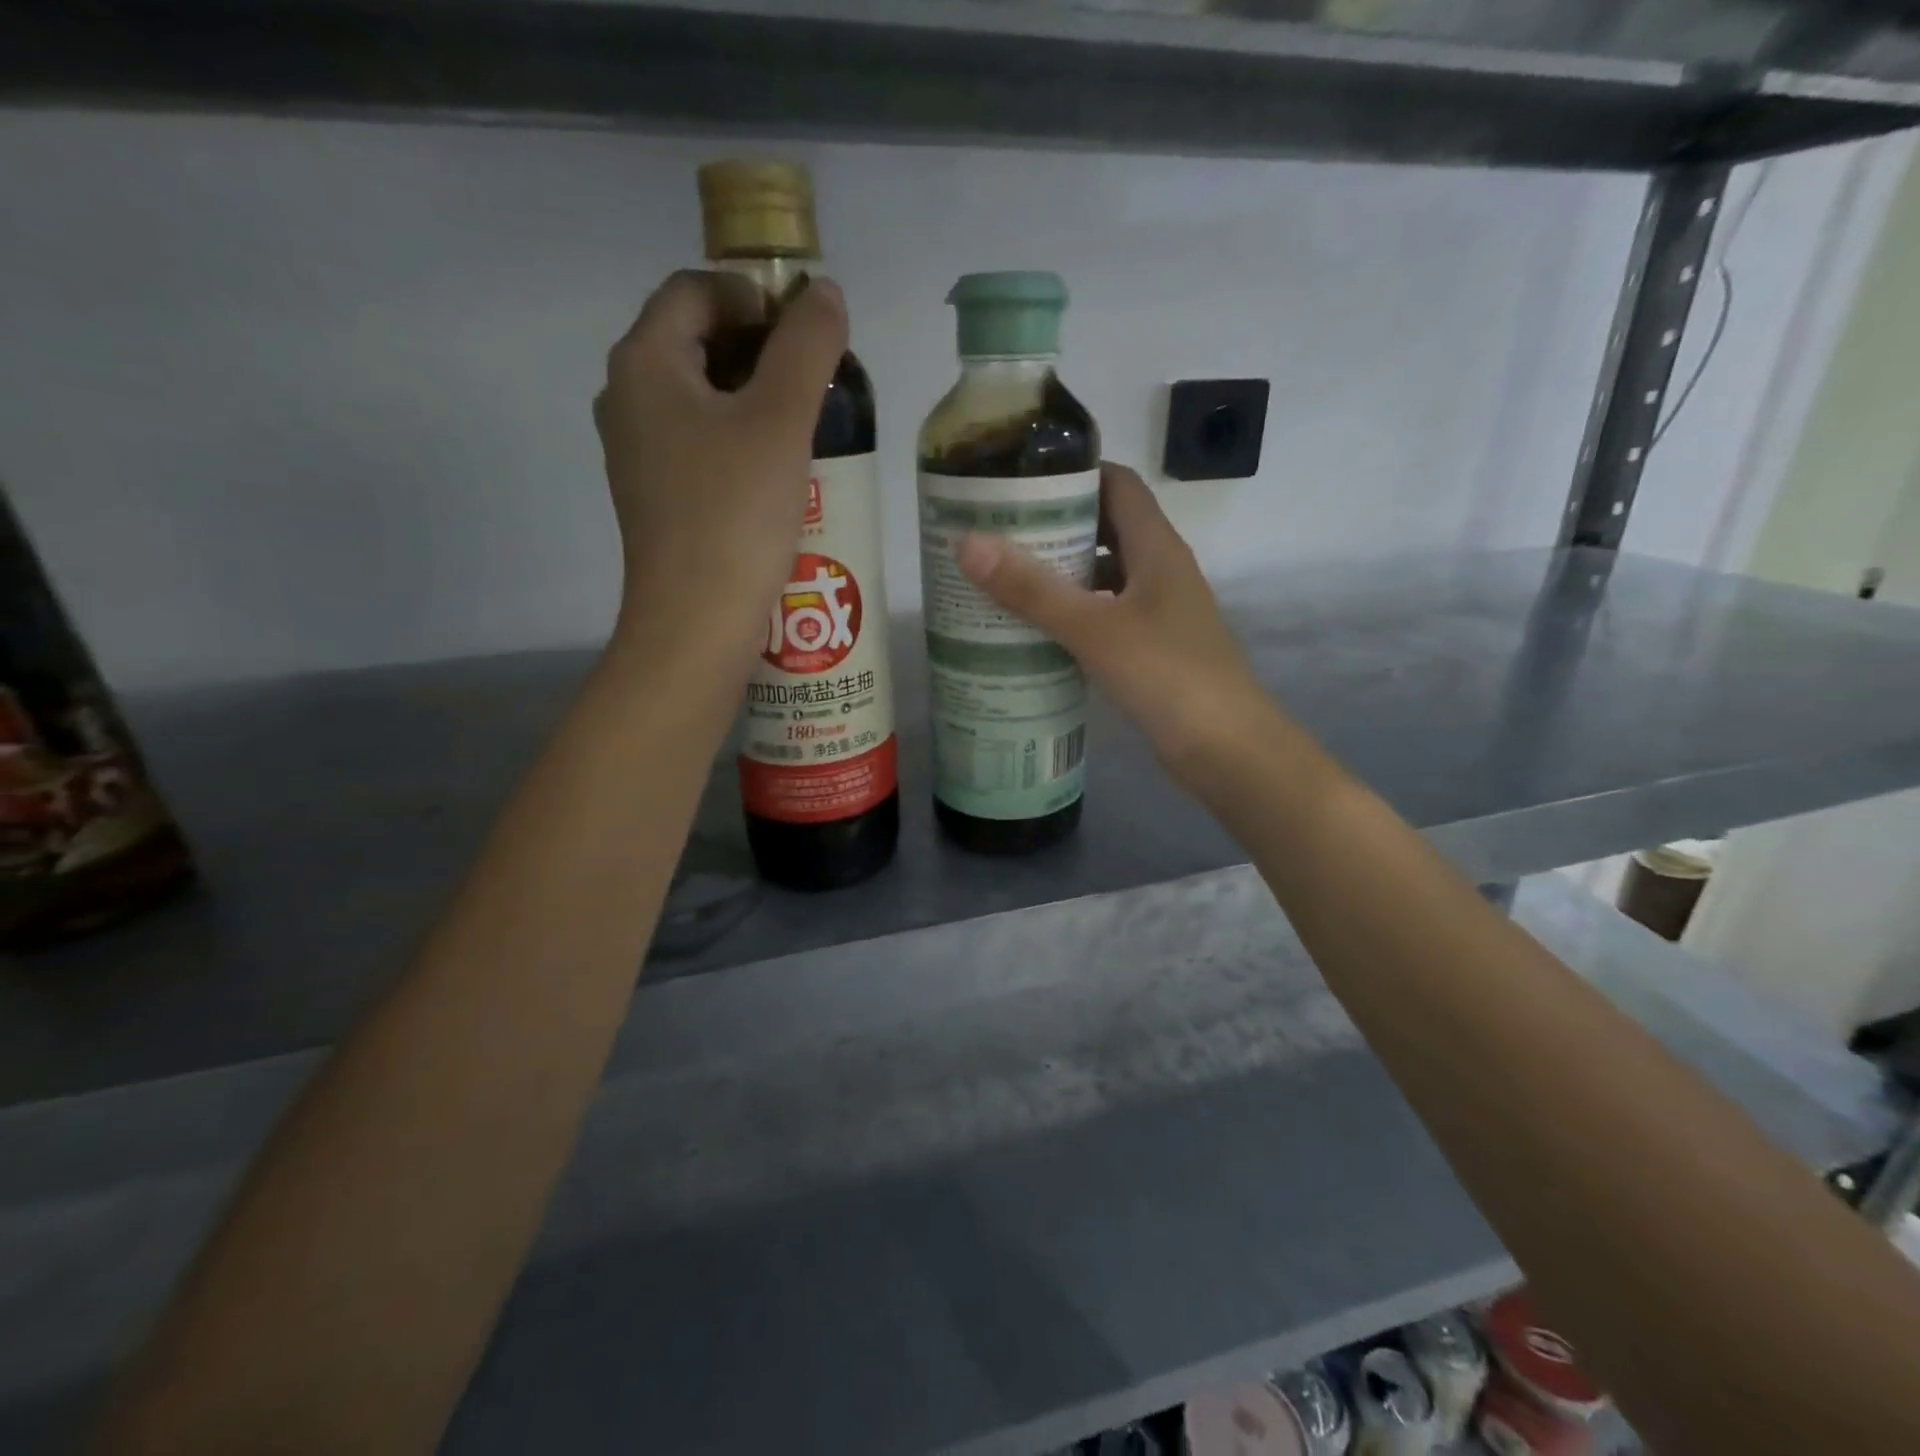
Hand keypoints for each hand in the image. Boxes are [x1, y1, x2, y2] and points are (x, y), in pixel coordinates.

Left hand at [594, 270, 847, 666]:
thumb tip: (824, 293)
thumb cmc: (736, 513)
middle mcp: (627, 398)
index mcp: (644, 362)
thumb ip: (807, 346)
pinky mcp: (656, 496)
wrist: (696, 622)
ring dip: (754, 400)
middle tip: (817, 384)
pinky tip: (778, 475)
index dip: (756, 297)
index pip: (696, 290)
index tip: (809, 337)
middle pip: (696, 342)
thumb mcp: (782, 420)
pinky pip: (699, 445)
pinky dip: (738, 442)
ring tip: (808, 429)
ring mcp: (637, 452)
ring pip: (700, 399)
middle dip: (761, 351)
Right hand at [956, 462, 1272, 785]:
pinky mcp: (1153, 648)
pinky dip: (1075, 614)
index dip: (1074, 473)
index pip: (1117, 484)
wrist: (1226, 748)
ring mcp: (1159, 611)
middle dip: (1056, 525)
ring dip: (1063, 573)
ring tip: (1006, 578)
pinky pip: (1107, 615)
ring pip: (1105, 576)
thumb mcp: (1094, 629)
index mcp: (1157, 547)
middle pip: (1107, 528)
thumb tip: (968, 543)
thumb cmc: (1166, 675)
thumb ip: (1032, 589)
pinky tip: (1038, 631)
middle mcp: (1161, 570)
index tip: (1020, 478)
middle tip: (998, 532)